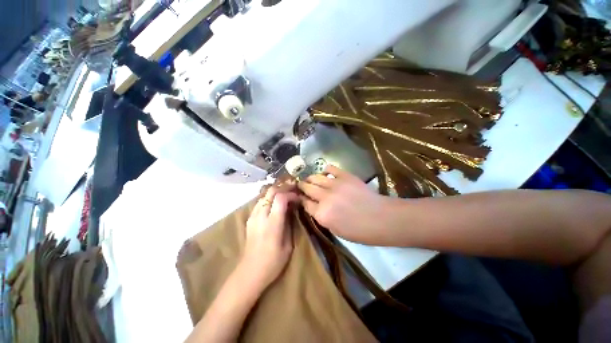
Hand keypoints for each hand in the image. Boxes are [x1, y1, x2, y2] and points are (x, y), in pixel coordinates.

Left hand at [241, 186, 297, 288]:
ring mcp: (253, 216)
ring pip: (264, 195)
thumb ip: (290, 223)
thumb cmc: (273, 262)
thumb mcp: (288, 244)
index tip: (298, 197)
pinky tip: (275, 202)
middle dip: (283, 187)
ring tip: (286, 193)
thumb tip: (292, 208)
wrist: (250, 272)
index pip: (280, 198)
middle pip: (271, 192)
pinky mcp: (250, 219)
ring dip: (276, 191)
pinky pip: (260, 202)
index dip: (291, 194)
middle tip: (293, 189)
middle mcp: (261, 216)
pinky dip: (269, 198)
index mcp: (272, 223)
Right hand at [298, 165, 390, 241]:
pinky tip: (325, 173)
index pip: (305, 203)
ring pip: (315, 177)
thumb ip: (321, 217)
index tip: (300, 197)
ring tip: (310, 179)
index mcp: (321, 214)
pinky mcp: (344, 176)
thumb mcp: (336, 230)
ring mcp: (334, 185)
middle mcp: (324, 198)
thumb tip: (314, 207)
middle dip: (302, 186)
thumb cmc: (359, 231)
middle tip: (301, 185)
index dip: (301, 199)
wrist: (381, 218)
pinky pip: (330, 168)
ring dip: (310, 178)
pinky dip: (325, 170)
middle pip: (307, 188)